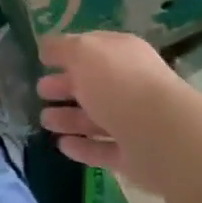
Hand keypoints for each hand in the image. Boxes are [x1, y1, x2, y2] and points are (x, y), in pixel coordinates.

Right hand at [37, 31, 182, 194]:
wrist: (161, 135)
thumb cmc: (119, 83)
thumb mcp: (84, 53)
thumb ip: (63, 48)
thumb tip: (46, 47)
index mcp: (122, 54)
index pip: (92, 48)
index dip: (67, 52)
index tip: (43, 59)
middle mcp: (129, 84)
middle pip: (92, 83)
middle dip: (65, 85)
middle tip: (40, 90)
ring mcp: (132, 121)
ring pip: (95, 117)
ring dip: (69, 118)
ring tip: (44, 120)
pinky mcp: (132, 155)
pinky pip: (102, 149)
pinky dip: (82, 147)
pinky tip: (62, 146)